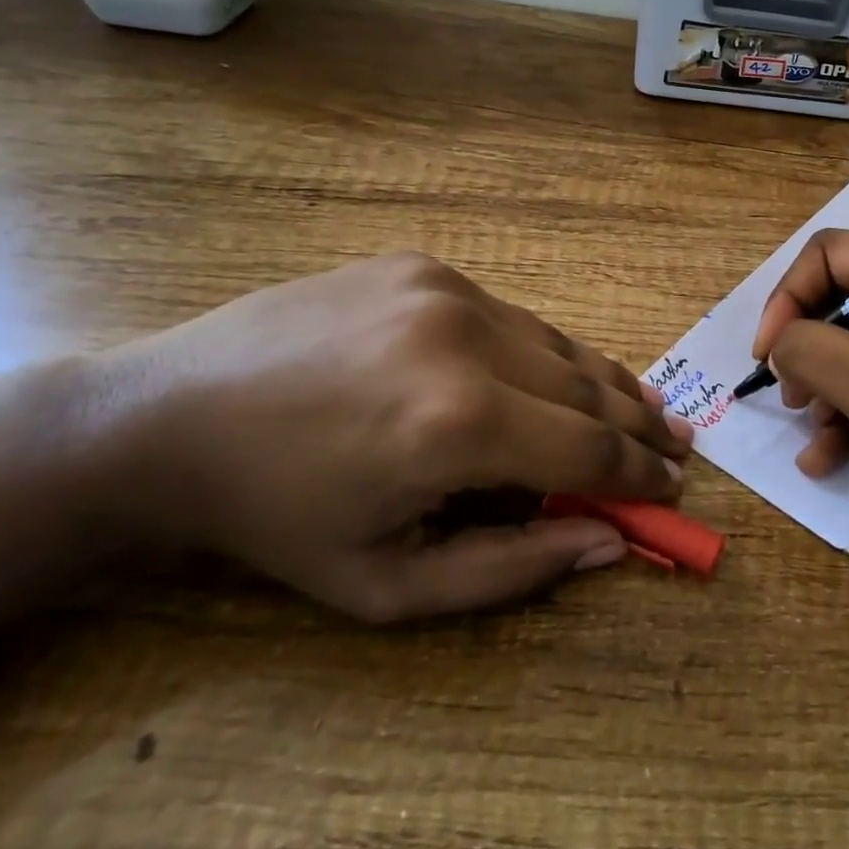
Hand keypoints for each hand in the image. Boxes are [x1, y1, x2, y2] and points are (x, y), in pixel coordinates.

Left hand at [100, 252, 692, 620]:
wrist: (169, 418)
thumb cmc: (278, 519)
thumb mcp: (386, 583)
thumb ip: (510, 568)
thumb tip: (608, 542)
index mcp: (458, 424)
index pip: (589, 449)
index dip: (641, 473)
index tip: (675, 488)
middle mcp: (468, 339)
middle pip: (588, 387)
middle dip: (640, 425)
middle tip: (679, 447)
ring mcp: (448, 290)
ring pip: (557, 343)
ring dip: (604, 383)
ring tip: (645, 410)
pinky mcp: (426, 265)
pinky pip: (511, 317)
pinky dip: (545, 353)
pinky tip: (559, 375)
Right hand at [751, 229, 848, 573]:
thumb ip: (814, 352)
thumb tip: (778, 344)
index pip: (832, 253)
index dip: (790, 296)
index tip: (767, 352)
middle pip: (843, 302)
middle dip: (808, 350)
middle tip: (788, 395)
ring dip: (825, 391)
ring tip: (812, 435)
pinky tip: (826, 459)